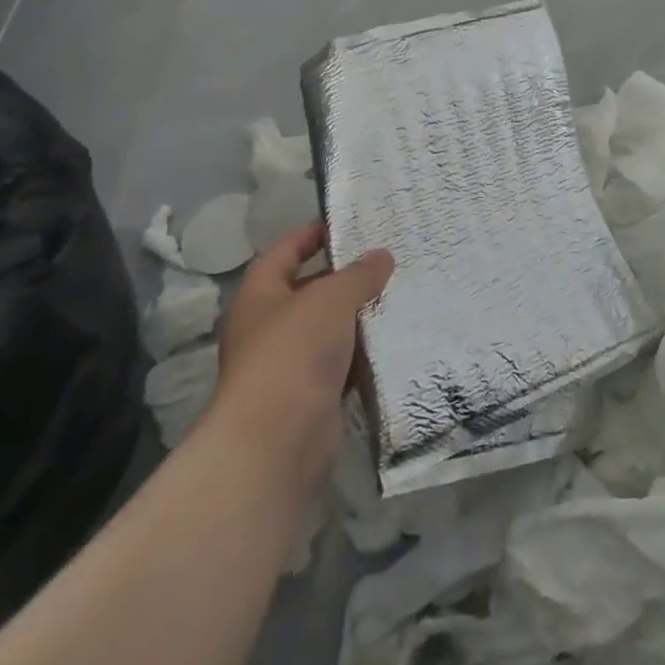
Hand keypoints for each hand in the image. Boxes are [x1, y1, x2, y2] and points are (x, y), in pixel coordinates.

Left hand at [202, 224, 393, 495]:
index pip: (284, 252)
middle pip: (311, 291)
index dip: (312, 234)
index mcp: (261, 296)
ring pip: (332, 329)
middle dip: (348, 277)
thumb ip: (359, 274)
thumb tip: (382, 256)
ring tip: (403, 292)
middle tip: (390, 259)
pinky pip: (345, 364)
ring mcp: (290, 365)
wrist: (277, 440)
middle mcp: (270, 327)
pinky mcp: (313, 396)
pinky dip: (367, 353)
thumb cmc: (294, 351)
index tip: (350, 224)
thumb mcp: (331, 298)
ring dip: (362, 316)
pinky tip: (398, 339)